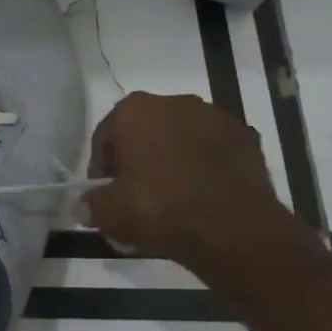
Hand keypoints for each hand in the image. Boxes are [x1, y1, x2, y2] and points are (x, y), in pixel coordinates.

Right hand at [82, 92, 286, 268]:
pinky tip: (203, 197)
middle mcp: (175, 102)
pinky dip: (206, 167)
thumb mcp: (108, 213)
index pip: (106, 136)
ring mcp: (216, 117)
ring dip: (173, 160)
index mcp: (135, 110)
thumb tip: (83, 206)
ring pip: (182, 138)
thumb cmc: (159, 209)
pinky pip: (214, 151)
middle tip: (136, 196)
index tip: (106, 193)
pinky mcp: (248, 138)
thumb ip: (90, 204)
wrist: (234, 229)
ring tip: (173, 199)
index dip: (102, 167)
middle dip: (139, 158)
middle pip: (145, 132)